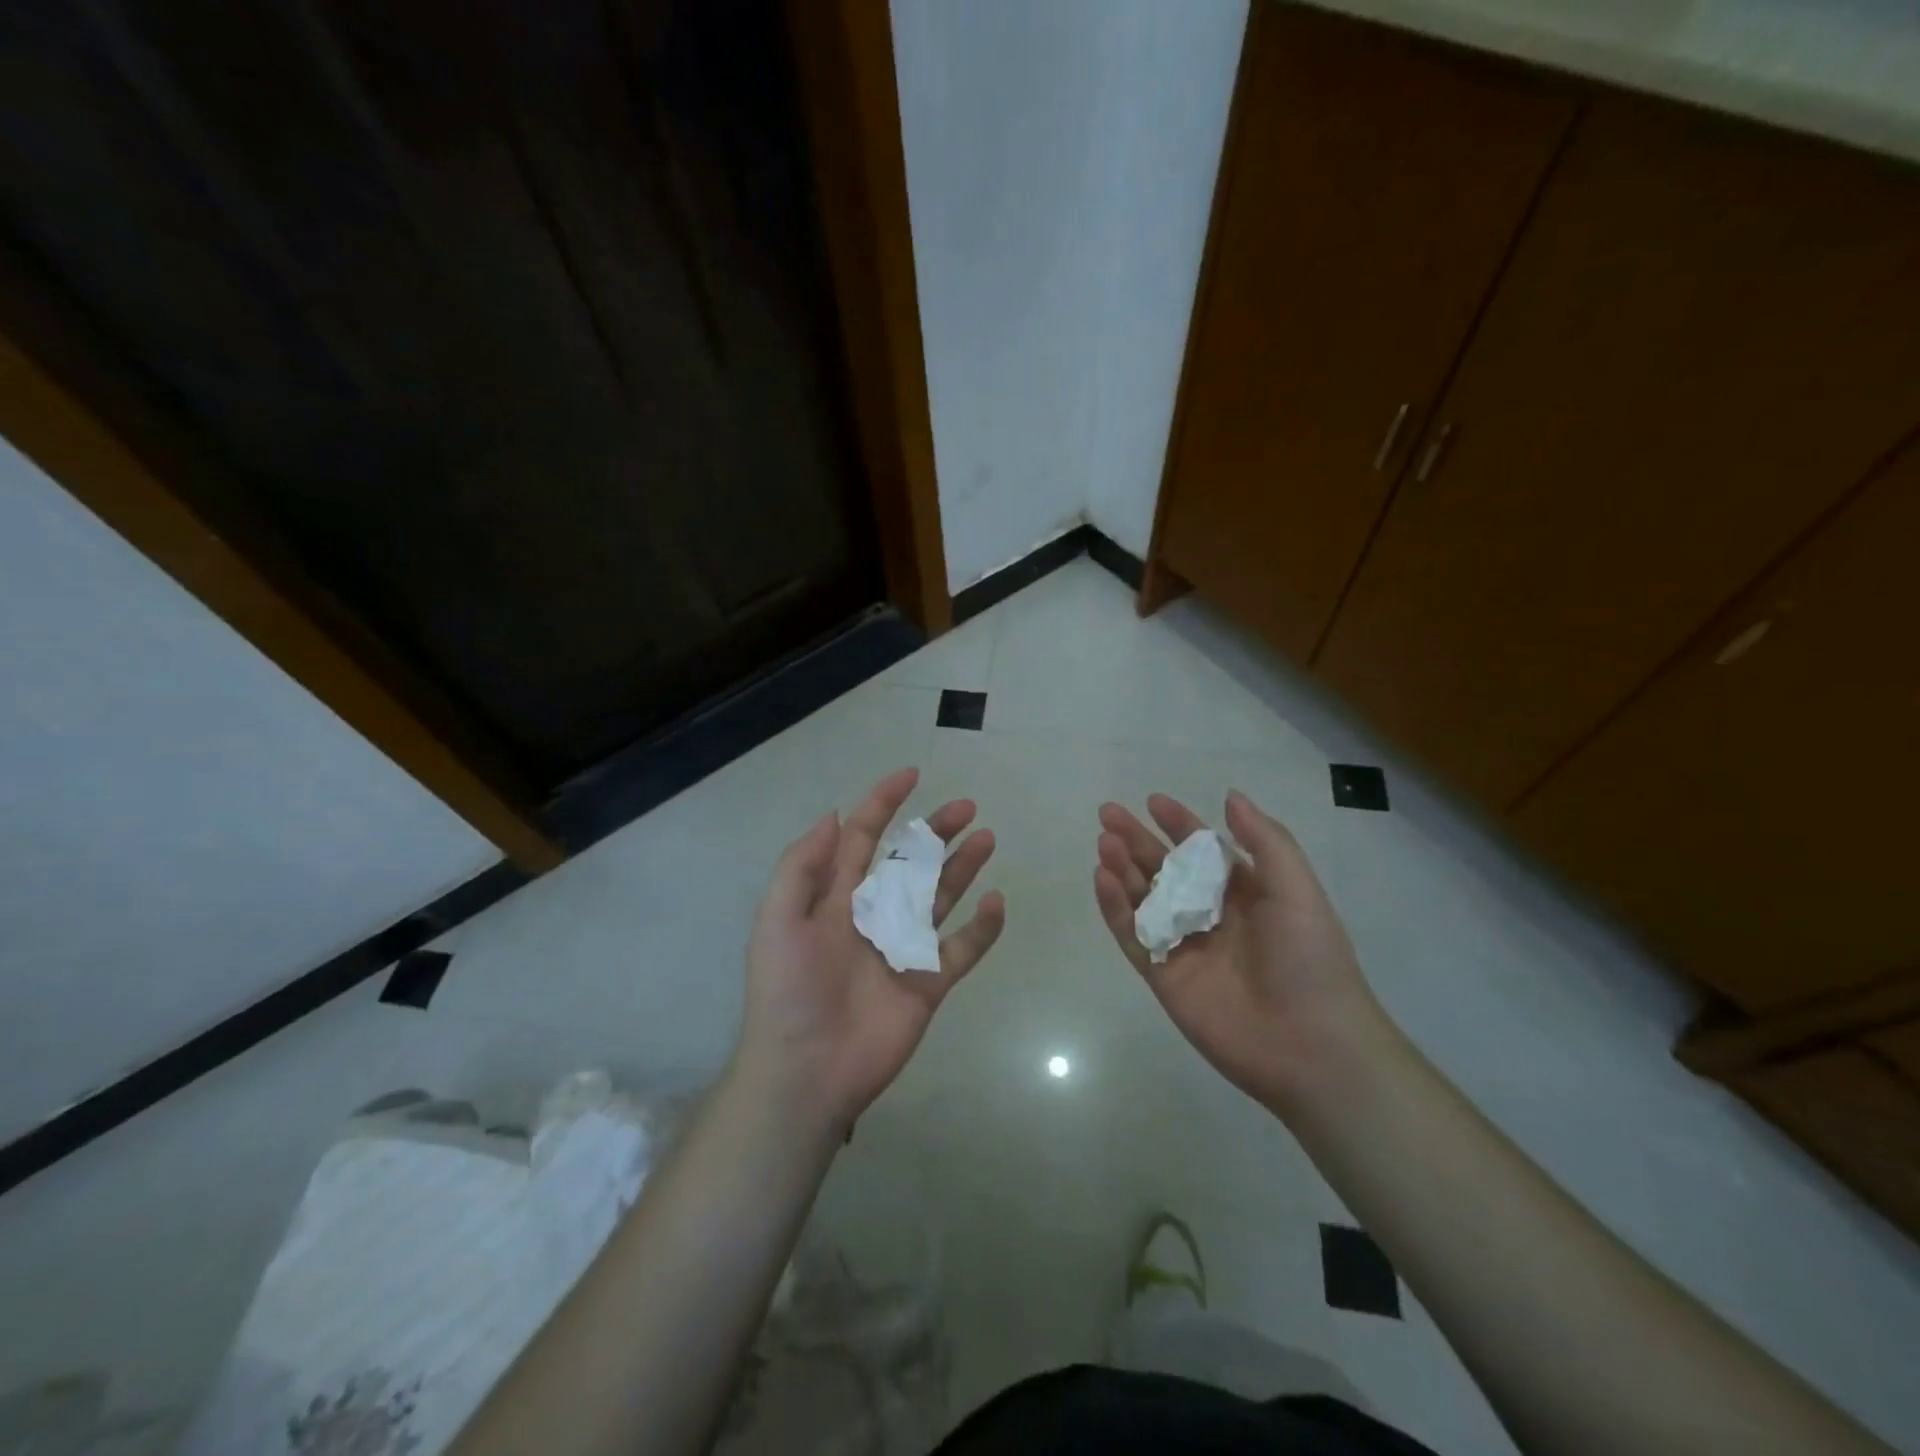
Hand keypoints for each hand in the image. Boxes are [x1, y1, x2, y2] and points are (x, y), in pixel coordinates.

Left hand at [735, 767, 1005, 1135]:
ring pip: (940, 897)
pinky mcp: (927, 984)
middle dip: (936, 831)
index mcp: (837, 897)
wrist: (806, 1071)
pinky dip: (981, 929)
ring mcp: (903, 949)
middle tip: (967, 807)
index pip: (862, 838)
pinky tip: (996, 903)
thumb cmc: (789, 990)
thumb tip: (833, 814)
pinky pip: (960, 950)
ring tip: (987, 838)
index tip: (912, 775)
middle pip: (911, 862)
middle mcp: (873, 915)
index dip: (883, 804)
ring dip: (963, 868)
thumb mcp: (778, 919)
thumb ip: (804, 865)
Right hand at [1094, 790, 1389, 1115]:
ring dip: (1122, 868)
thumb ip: (1264, 840)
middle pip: (1164, 869)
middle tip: (1108, 813)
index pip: (1203, 849)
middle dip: (1137, 839)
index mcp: (1245, 893)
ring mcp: (1184, 946)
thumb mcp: (1296, 889)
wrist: (1310, 1046)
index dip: (1179, 824)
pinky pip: (1133, 935)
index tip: (1153, 801)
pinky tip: (1102, 879)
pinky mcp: (1163, 976)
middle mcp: (1210, 915)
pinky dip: (1115, 908)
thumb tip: (1230, 796)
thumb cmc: (1309, 959)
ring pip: (1143, 899)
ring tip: (1104, 842)